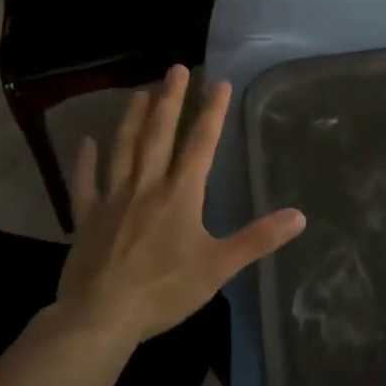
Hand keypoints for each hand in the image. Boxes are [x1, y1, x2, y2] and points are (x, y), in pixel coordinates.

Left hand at [53, 66, 305, 345]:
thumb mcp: (219, 267)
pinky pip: (85, 183)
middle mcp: (146, 186)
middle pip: (159, 134)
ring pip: (123, 149)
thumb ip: (258, 239)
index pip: (200, 144)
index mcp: (180, 194)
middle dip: (170, 100)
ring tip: (139, 92)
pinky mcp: (86, 218)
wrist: (100, 316)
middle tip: (175, 68)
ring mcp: (112, 199)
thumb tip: (300, 216)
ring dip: (132, 118)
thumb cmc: (164, 290)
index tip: (219, 82)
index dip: (211, 112)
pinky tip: (87, 142)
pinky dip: (86, 161)